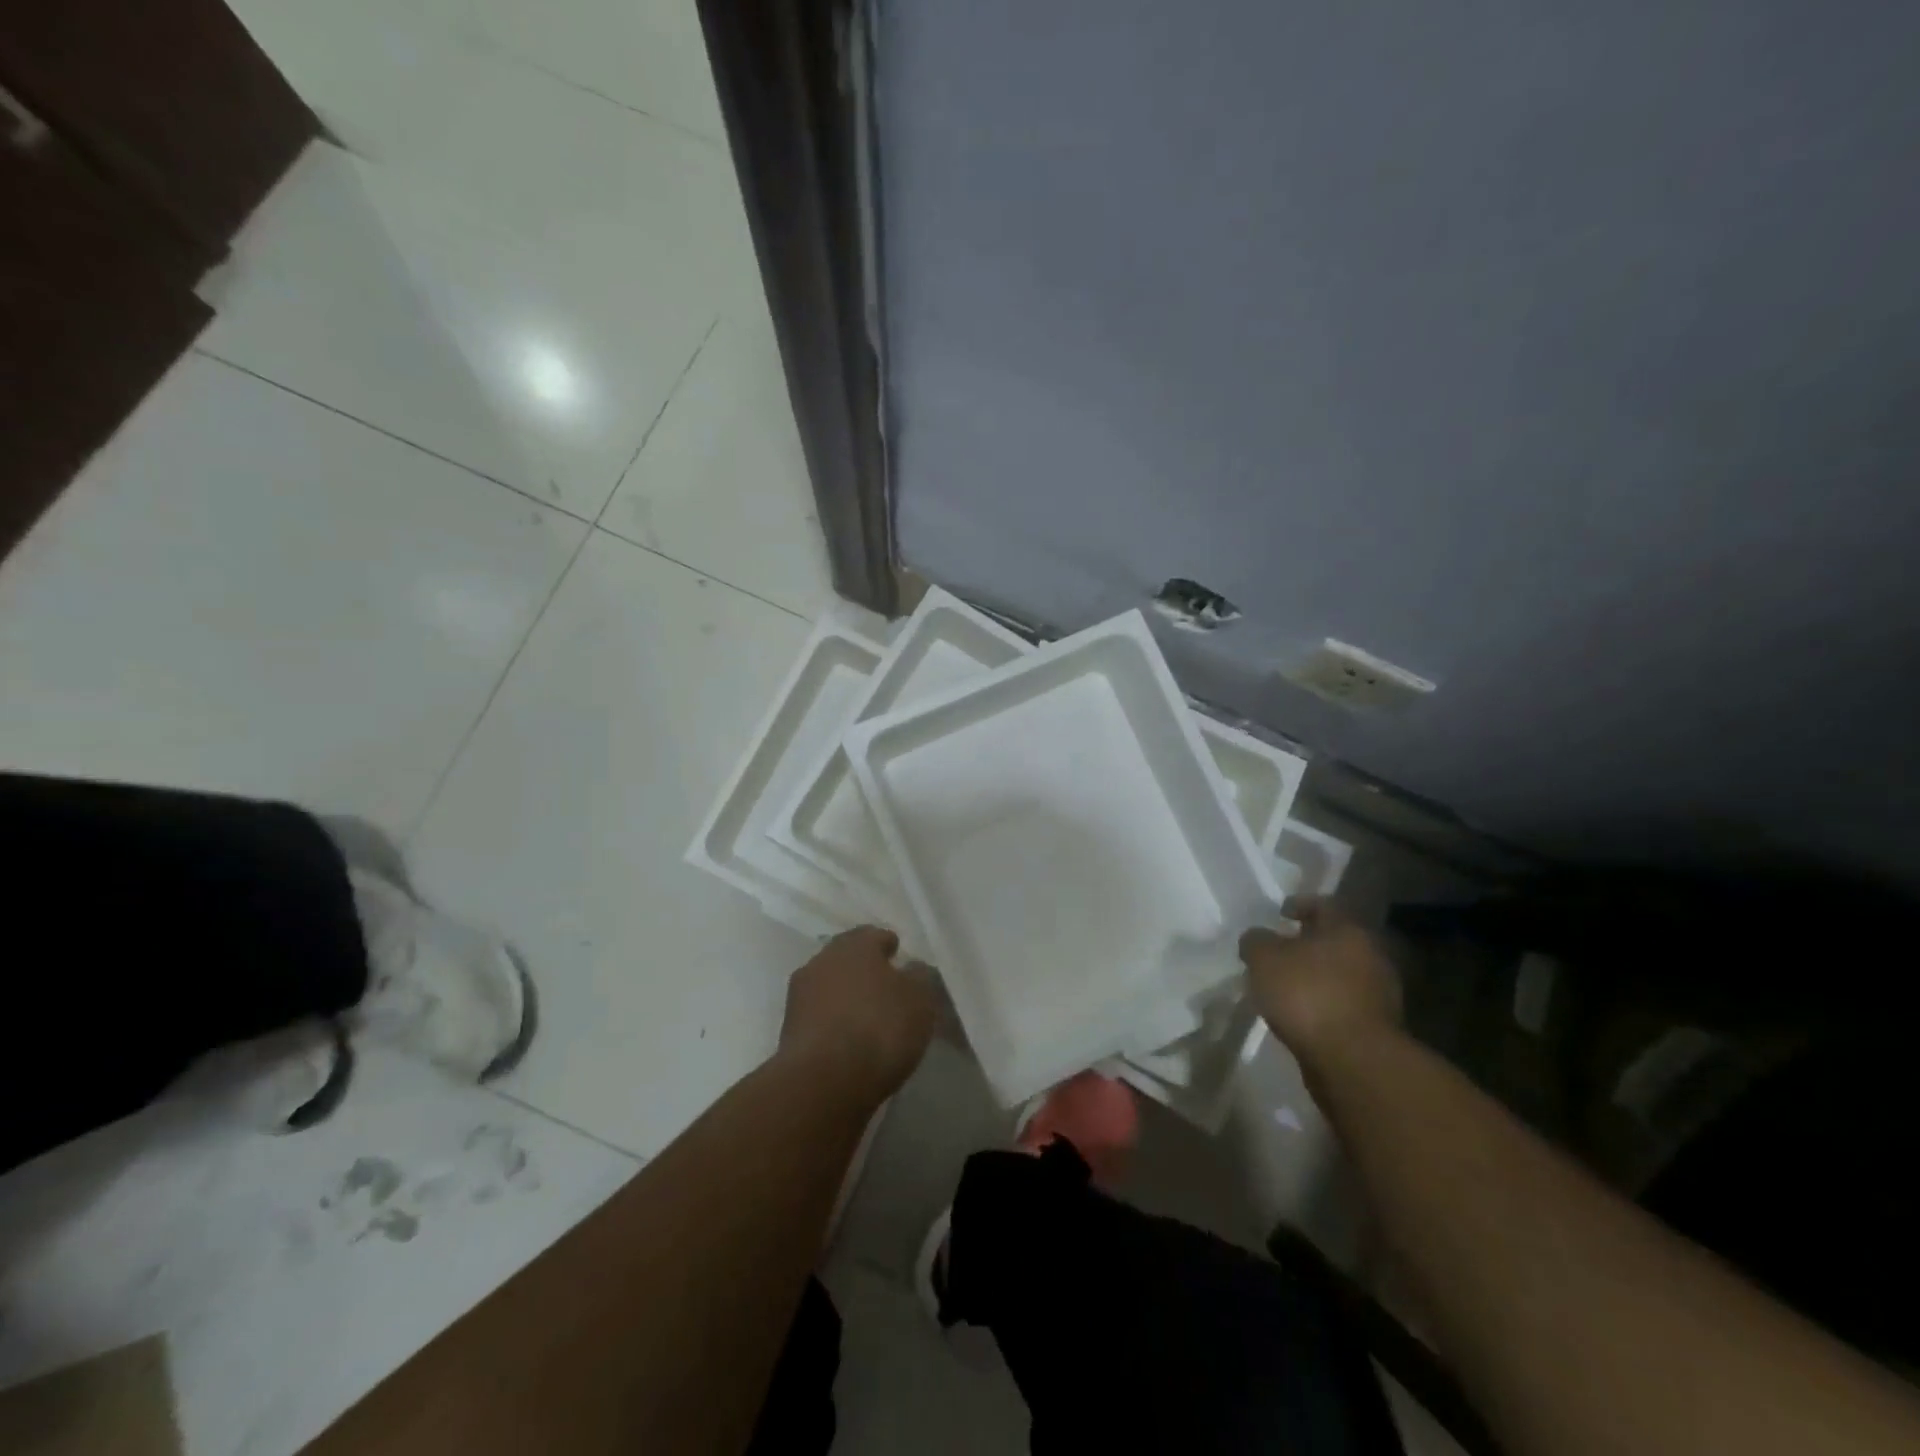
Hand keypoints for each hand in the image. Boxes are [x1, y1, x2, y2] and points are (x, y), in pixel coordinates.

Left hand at [779, 926, 935, 1102]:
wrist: (822, 1082)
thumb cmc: (879, 1027)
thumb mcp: (919, 999)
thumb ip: (919, 977)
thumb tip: (912, 969)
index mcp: (854, 945)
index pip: (874, 935)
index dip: (889, 946)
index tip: (899, 957)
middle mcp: (822, 961)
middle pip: (847, 959)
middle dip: (864, 970)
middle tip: (885, 986)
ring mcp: (800, 996)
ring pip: (830, 987)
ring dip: (846, 997)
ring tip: (867, 1016)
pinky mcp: (789, 1031)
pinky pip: (819, 1017)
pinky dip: (833, 1023)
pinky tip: (848, 1038)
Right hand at [1241, 899, 1401, 1062]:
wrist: (1353, 1061)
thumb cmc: (1307, 995)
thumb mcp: (1264, 958)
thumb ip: (1256, 941)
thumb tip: (1257, 938)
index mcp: (1347, 931)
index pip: (1324, 905)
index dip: (1300, 905)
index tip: (1280, 912)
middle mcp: (1370, 956)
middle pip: (1335, 941)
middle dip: (1307, 944)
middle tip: (1279, 951)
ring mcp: (1379, 994)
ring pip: (1340, 974)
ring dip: (1316, 977)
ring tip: (1285, 987)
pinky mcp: (1377, 1027)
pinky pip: (1343, 1004)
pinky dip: (1324, 1004)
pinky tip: (1301, 1014)